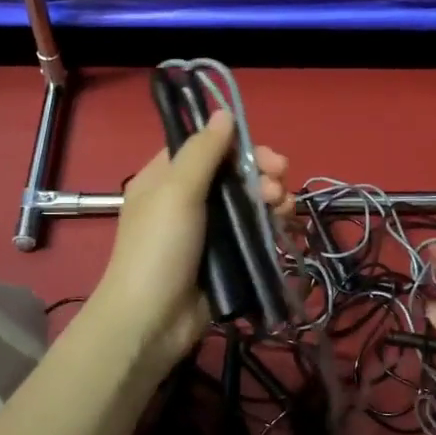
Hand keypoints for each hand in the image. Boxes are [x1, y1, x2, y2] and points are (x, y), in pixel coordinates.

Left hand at [88, 110, 293, 382]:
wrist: (152, 321)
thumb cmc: (159, 248)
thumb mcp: (177, 191)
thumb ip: (204, 151)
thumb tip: (225, 113)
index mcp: (166, 178)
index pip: (205, 147)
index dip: (237, 145)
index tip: (263, 153)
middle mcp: (187, 199)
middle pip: (233, 174)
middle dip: (261, 173)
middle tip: (279, 181)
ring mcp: (208, 230)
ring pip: (248, 202)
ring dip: (271, 197)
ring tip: (282, 207)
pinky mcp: (226, 258)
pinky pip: (253, 231)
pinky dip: (270, 223)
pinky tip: (283, 224)